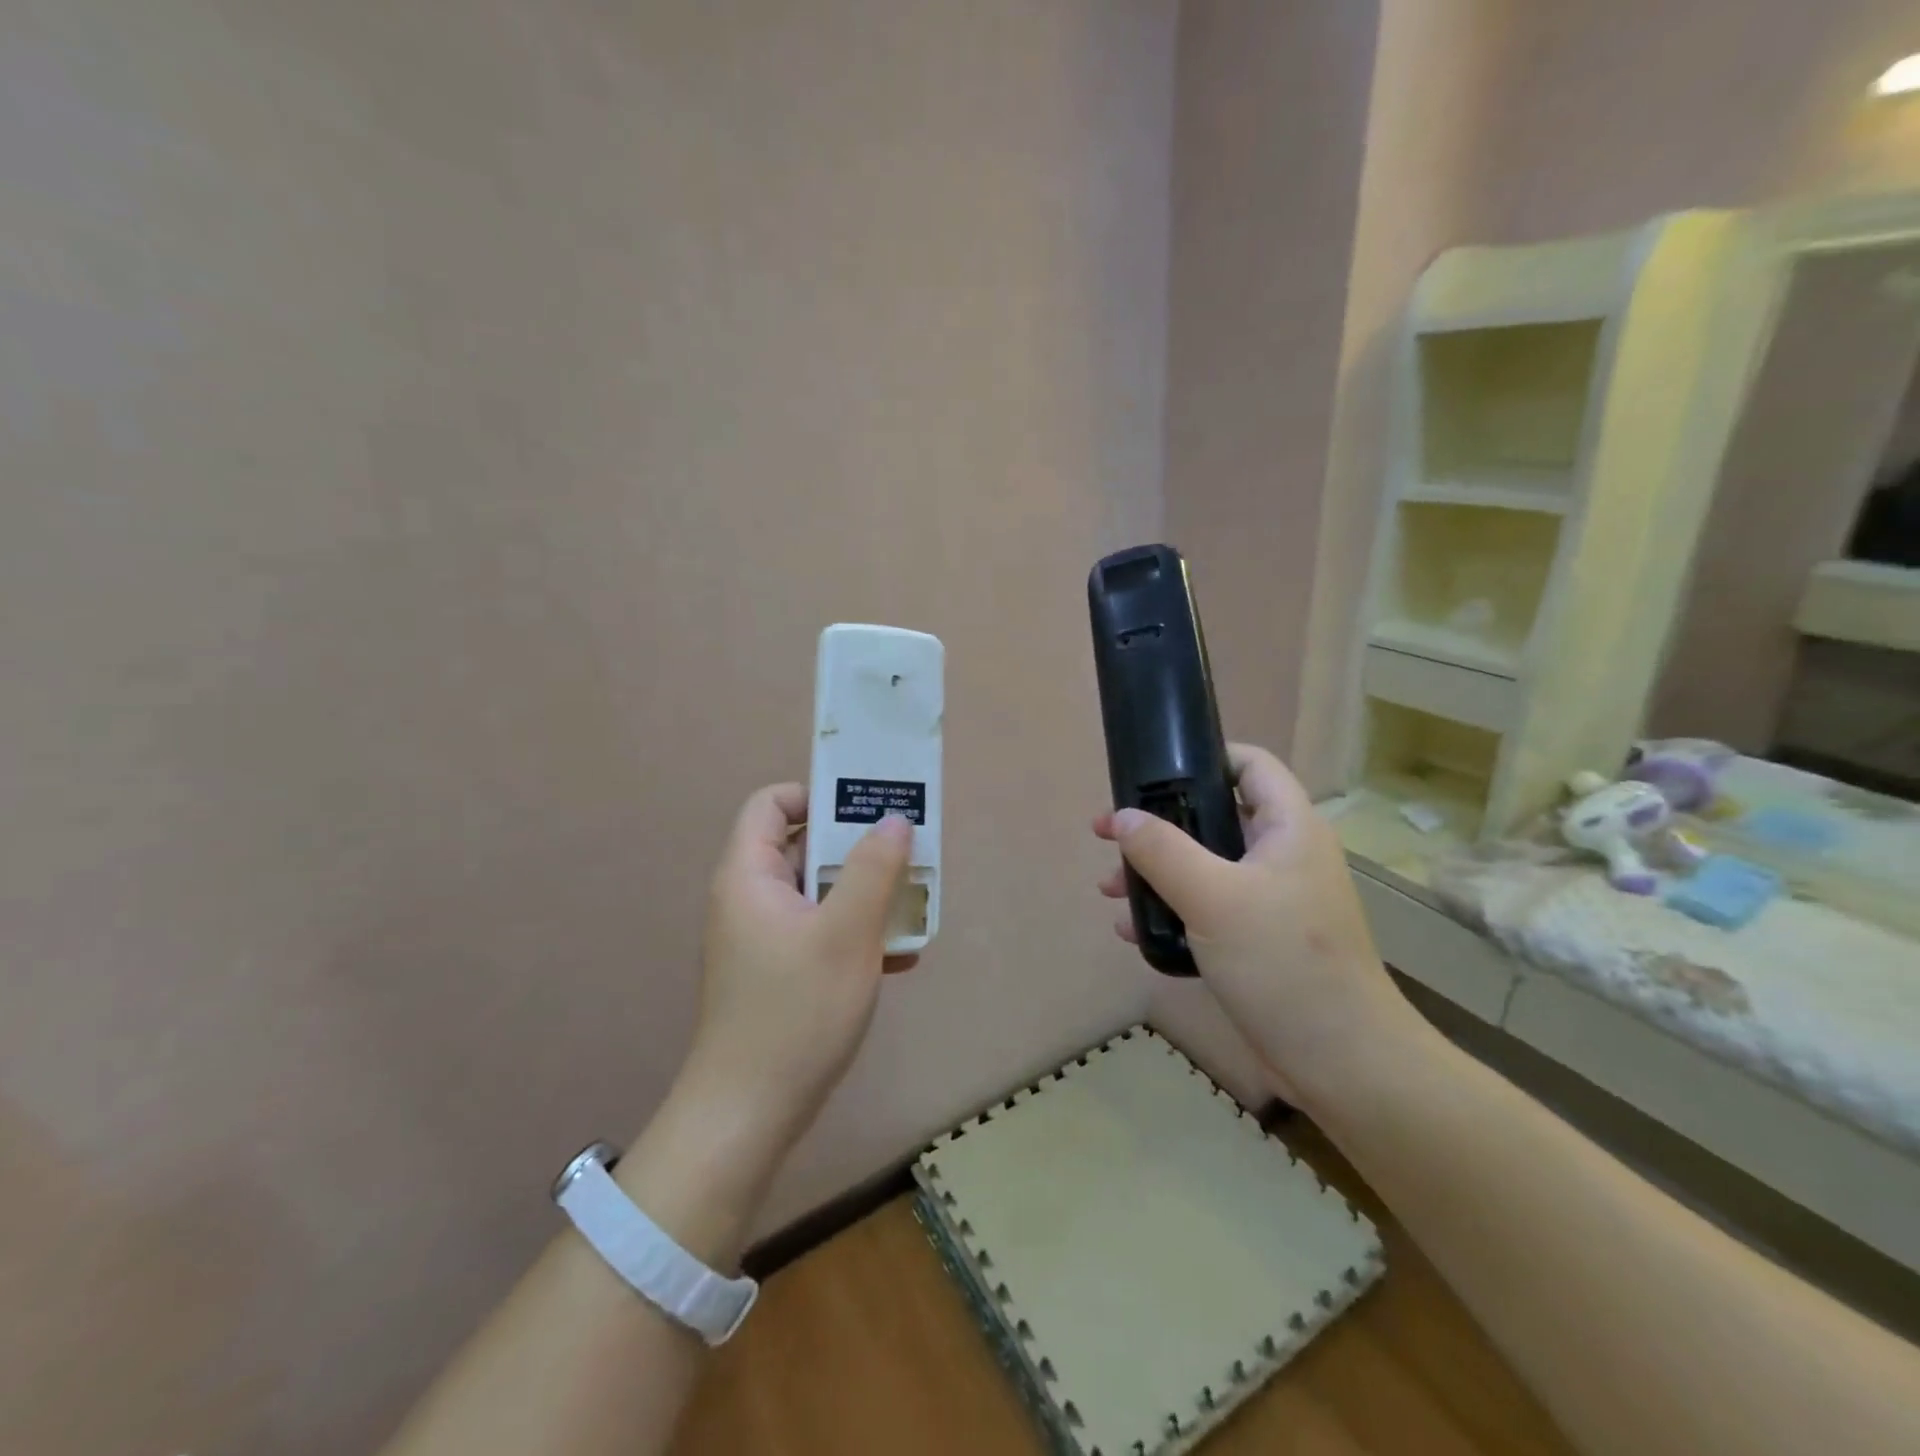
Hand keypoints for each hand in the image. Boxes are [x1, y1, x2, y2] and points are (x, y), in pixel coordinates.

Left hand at [677, 783, 915, 1153]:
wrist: (749, 1115)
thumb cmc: (796, 1011)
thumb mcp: (846, 933)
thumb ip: (874, 869)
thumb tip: (894, 820)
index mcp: (749, 875)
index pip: (772, 804)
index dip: (817, 796)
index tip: (866, 813)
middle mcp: (750, 898)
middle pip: (804, 846)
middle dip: (858, 848)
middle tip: (907, 854)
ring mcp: (763, 937)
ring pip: (819, 892)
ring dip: (865, 894)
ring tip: (912, 905)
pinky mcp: (778, 971)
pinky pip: (820, 930)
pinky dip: (855, 932)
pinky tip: (899, 956)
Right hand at [1094, 743, 1423, 1109]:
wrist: (1341, 1060)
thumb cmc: (1281, 961)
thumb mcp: (1212, 896)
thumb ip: (1162, 850)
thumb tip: (1121, 817)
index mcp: (1288, 827)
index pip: (1251, 764)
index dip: (1204, 756)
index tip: (1150, 772)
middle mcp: (1283, 854)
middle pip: (1214, 816)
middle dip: (1158, 825)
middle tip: (1109, 836)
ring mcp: (1273, 899)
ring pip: (1205, 865)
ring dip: (1156, 871)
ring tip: (1109, 890)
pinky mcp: (1261, 939)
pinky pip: (1208, 907)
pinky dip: (1171, 909)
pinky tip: (1133, 929)